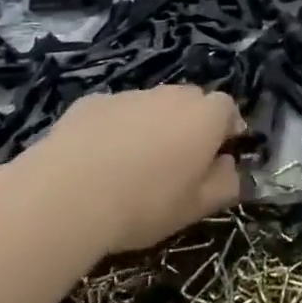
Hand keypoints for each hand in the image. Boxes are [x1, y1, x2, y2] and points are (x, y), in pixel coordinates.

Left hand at [10, 85, 243, 255]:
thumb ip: (225, 184)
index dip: (226, 130)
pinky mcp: (93, 102)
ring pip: (152, 105)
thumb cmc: (145, 203)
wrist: (69, 194)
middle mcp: (172, 95)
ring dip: (152, 125)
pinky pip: (115, 112)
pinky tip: (98, 161)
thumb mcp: (195, 207)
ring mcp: (131, 95)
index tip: (219, 156)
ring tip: (133, 165)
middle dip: (190, 124)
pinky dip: (115, 128)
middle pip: (191, 101)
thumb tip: (232, 169)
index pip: (228, 109)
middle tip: (177, 162)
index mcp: (205, 117)